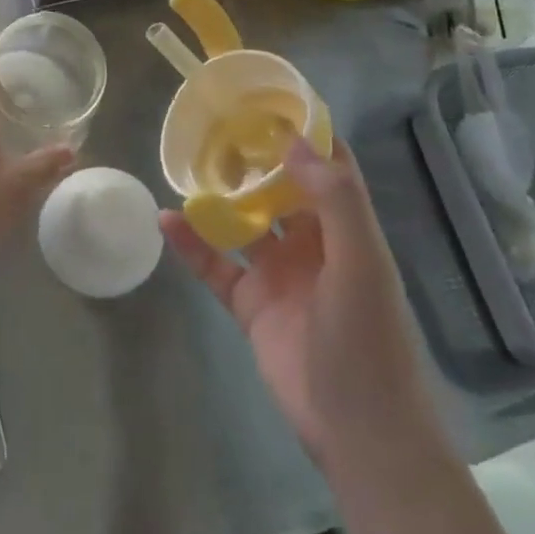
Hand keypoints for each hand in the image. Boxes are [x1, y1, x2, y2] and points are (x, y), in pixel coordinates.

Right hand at [159, 139, 435, 473]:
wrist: (359, 432)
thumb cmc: (369, 341)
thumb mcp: (362, 264)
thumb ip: (334, 200)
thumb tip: (293, 141)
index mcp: (345, 228)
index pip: (327, 168)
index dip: (303, 134)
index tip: (269, 101)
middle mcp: (312, 243)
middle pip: (279, 189)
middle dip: (252, 158)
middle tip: (214, 123)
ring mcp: (279, 273)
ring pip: (243, 222)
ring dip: (218, 196)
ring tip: (184, 161)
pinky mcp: (251, 304)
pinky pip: (216, 264)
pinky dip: (192, 244)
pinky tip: (165, 220)